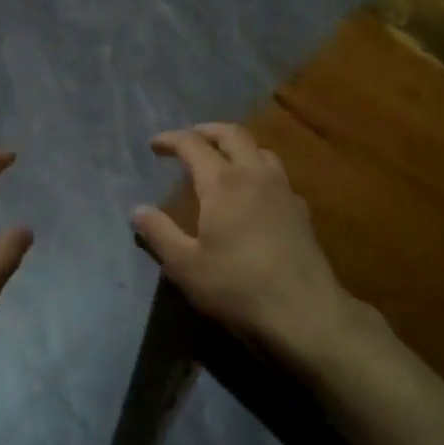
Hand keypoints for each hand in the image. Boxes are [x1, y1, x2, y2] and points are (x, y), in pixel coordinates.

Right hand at [133, 123, 361, 361]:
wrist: (305, 313)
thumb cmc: (238, 286)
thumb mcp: (186, 266)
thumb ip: (160, 234)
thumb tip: (137, 210)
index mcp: (222, 182)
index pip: (193, 144)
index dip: (172, 139)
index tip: (155, 145)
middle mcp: (254, 174)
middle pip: (233, 135)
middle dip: (208, 131)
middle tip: (190, 138)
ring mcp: (283, 190)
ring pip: (260, 150)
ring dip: (238, 146)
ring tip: (224, 159)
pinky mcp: (301, 211)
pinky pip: (277, 176)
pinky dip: (259, 172)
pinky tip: (255, 194)